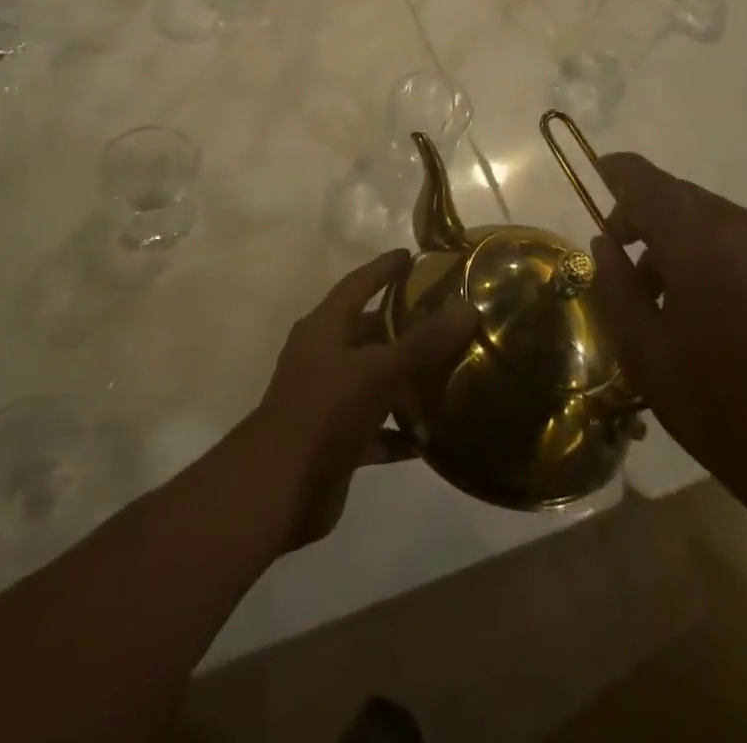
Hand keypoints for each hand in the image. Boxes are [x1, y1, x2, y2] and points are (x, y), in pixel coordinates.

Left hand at [246, 250, 476, 550]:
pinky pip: (376, 427)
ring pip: (374, 380)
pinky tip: (433, 437)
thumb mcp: (377, 371)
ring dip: (406, 379)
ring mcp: (328, 400)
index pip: (357, 284)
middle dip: (403, 325)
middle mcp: (324, 357)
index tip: (412, 255)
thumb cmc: (324, 412)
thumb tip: (469, 308)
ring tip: (450, 372)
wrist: (278, 490)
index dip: (383, 269)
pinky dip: (400, 431)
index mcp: (324, 328)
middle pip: (368, 331)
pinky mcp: (336, 440)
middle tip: (446, 317)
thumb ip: (423, 343)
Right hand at [586, 152, 746, 517]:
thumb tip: (604, 244)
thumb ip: (615, 285)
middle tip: (622, 259)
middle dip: (645, 216)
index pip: (647, 181)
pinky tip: (709, 305)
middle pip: (681, 198)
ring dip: (679, 239)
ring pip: (713, 219)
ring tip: (664, 296)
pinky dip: (714, 252)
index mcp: (702, 240)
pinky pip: (744, 241)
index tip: (597, 173)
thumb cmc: (722, 408)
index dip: (618, 172)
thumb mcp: (645, 352)